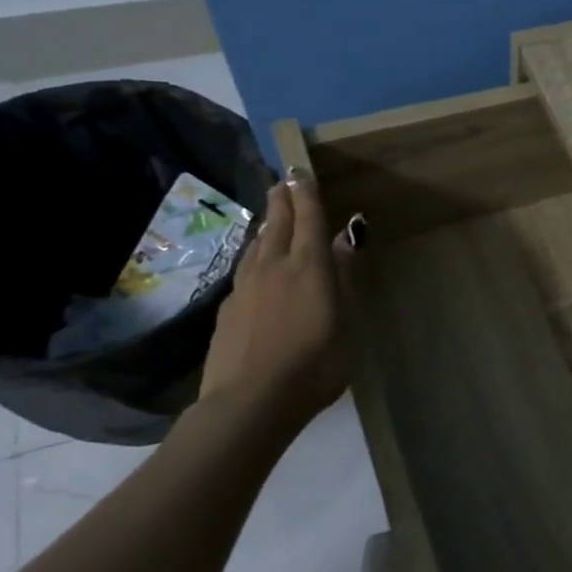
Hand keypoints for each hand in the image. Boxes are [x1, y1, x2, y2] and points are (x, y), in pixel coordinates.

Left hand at [199, 169, 356, 430]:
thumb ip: (342, 279)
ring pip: (255, 245)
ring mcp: (245, 288)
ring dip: (265, 226)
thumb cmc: (314, 364)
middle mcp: (273, 268)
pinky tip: (255, 267)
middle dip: (282, 201)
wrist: (250, 402)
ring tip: (270, 218)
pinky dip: (254, 257)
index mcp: (308, 267)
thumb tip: (342, 240)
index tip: (300, 169)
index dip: (306, 193)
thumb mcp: (344, 322)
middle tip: (283, 182)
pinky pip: (244, 270)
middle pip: (276, 225)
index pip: (307, 219)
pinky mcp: (228, 310)